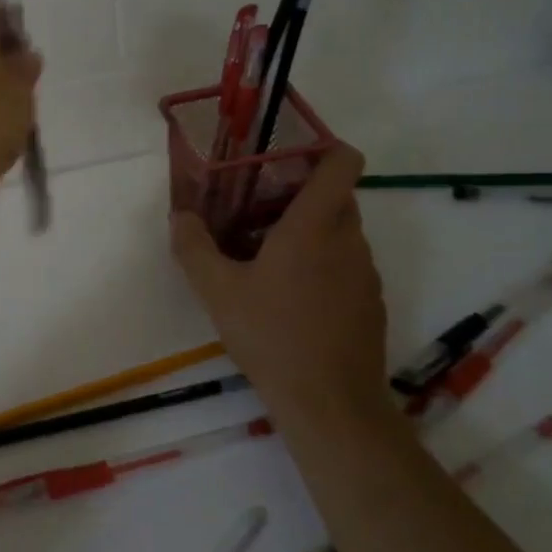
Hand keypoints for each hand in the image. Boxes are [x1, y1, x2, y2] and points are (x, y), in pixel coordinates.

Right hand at [170, 144, 390, 428]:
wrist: (331, 404)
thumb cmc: (272, 335)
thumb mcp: (217, 290)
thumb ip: (193, 246)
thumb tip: (180, 216)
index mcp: (315, 225)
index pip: (342, 162)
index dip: (324, 146)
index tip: (289, 153)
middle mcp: (349, 240)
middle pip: (337, 195)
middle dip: (300, 192)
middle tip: (256, 205)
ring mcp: (365, 273)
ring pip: (341, 231)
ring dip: (309, 230)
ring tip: (266, 252)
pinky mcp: (370, 302)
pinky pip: (347, 263)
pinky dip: (322, 262)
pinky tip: (289, 294)